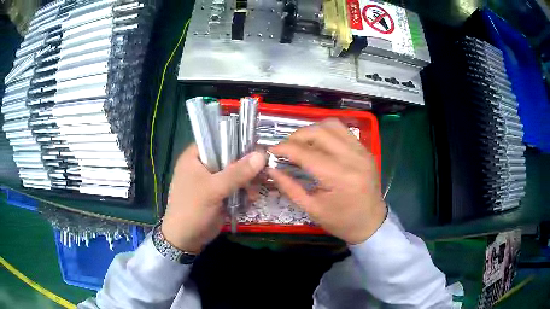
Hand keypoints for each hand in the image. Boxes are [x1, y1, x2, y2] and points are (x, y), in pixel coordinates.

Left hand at [162, 144, 265, 252]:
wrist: (186, 239)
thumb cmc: (192, 209)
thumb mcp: (213, 190)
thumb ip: (237, 173)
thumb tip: (261, 155)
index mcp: (195, 156)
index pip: (218, 138)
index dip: (238, 139)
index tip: (258, 147)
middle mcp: (204, 164)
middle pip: (230, 156)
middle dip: (247, 165)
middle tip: (262, 172)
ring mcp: (212, 179)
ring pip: (235, 172)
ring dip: (248, 181)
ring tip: (254, 192)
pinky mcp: (219, 192)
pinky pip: (236, 185)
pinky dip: (244, 190)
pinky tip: (251, 198)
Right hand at [268, 119, 386, 243]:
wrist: (371, 223)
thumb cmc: (341, 221)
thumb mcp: (312, 209)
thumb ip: (290, 187)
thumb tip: (271, 169)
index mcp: (339, 177)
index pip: (306, 153)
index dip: (285, 148)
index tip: (271, 150)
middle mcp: (353, 158)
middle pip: (319, 132)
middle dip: (296, 135)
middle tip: (285, 147)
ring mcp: (362, 151)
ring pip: (332, 125)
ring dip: (312, 130)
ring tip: (301, 143)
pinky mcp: (365, 150)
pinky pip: (343, 131)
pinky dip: (326, 132)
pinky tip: (319, 144)